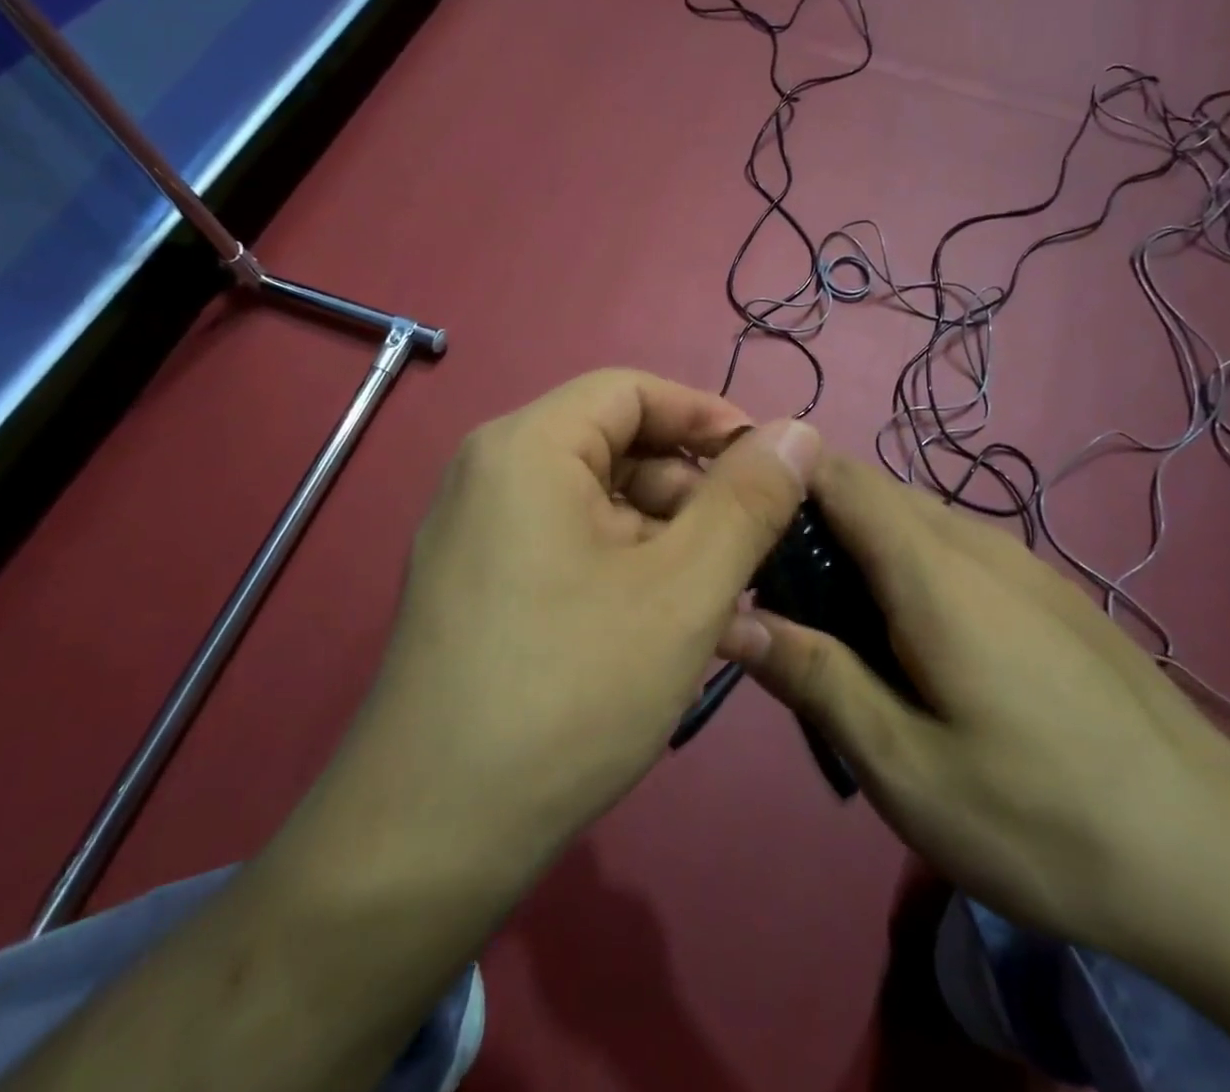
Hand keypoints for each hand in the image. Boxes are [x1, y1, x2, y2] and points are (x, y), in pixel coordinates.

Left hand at [317, 370, 819, 876]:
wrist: (431, 838)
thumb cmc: (570, 692)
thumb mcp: (683, 589)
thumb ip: (749, 500)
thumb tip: (798, 431)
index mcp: (527, 447)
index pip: (632, 391)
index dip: (708, 417)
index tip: (771, 467)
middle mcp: (491, 473)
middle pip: (615, 448)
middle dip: (692, 492)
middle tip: (750, 556)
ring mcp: (476, 533)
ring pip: (597, 505)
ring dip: (666, 541)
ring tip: (718, 607)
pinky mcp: (476, 586)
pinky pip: (568, 548)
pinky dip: (625, 571)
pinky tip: (666, 631)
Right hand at [717, 451, 1229, 956]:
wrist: (1223, 862)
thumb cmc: (1044, 817)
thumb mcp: (904, 766)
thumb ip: (813, 677)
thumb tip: (731, 614)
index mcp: (931, 568)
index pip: (836, 473)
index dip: (777, 475)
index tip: (734, 518)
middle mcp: (976, 541)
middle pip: (871, 490)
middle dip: (810, 518)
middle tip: (775, 592)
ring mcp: (1022, 562)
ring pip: (913, 518)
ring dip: (859, 545)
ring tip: (837, 624)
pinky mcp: (1049, 591)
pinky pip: (954, 548)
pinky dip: (906, 565)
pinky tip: (914, 642)